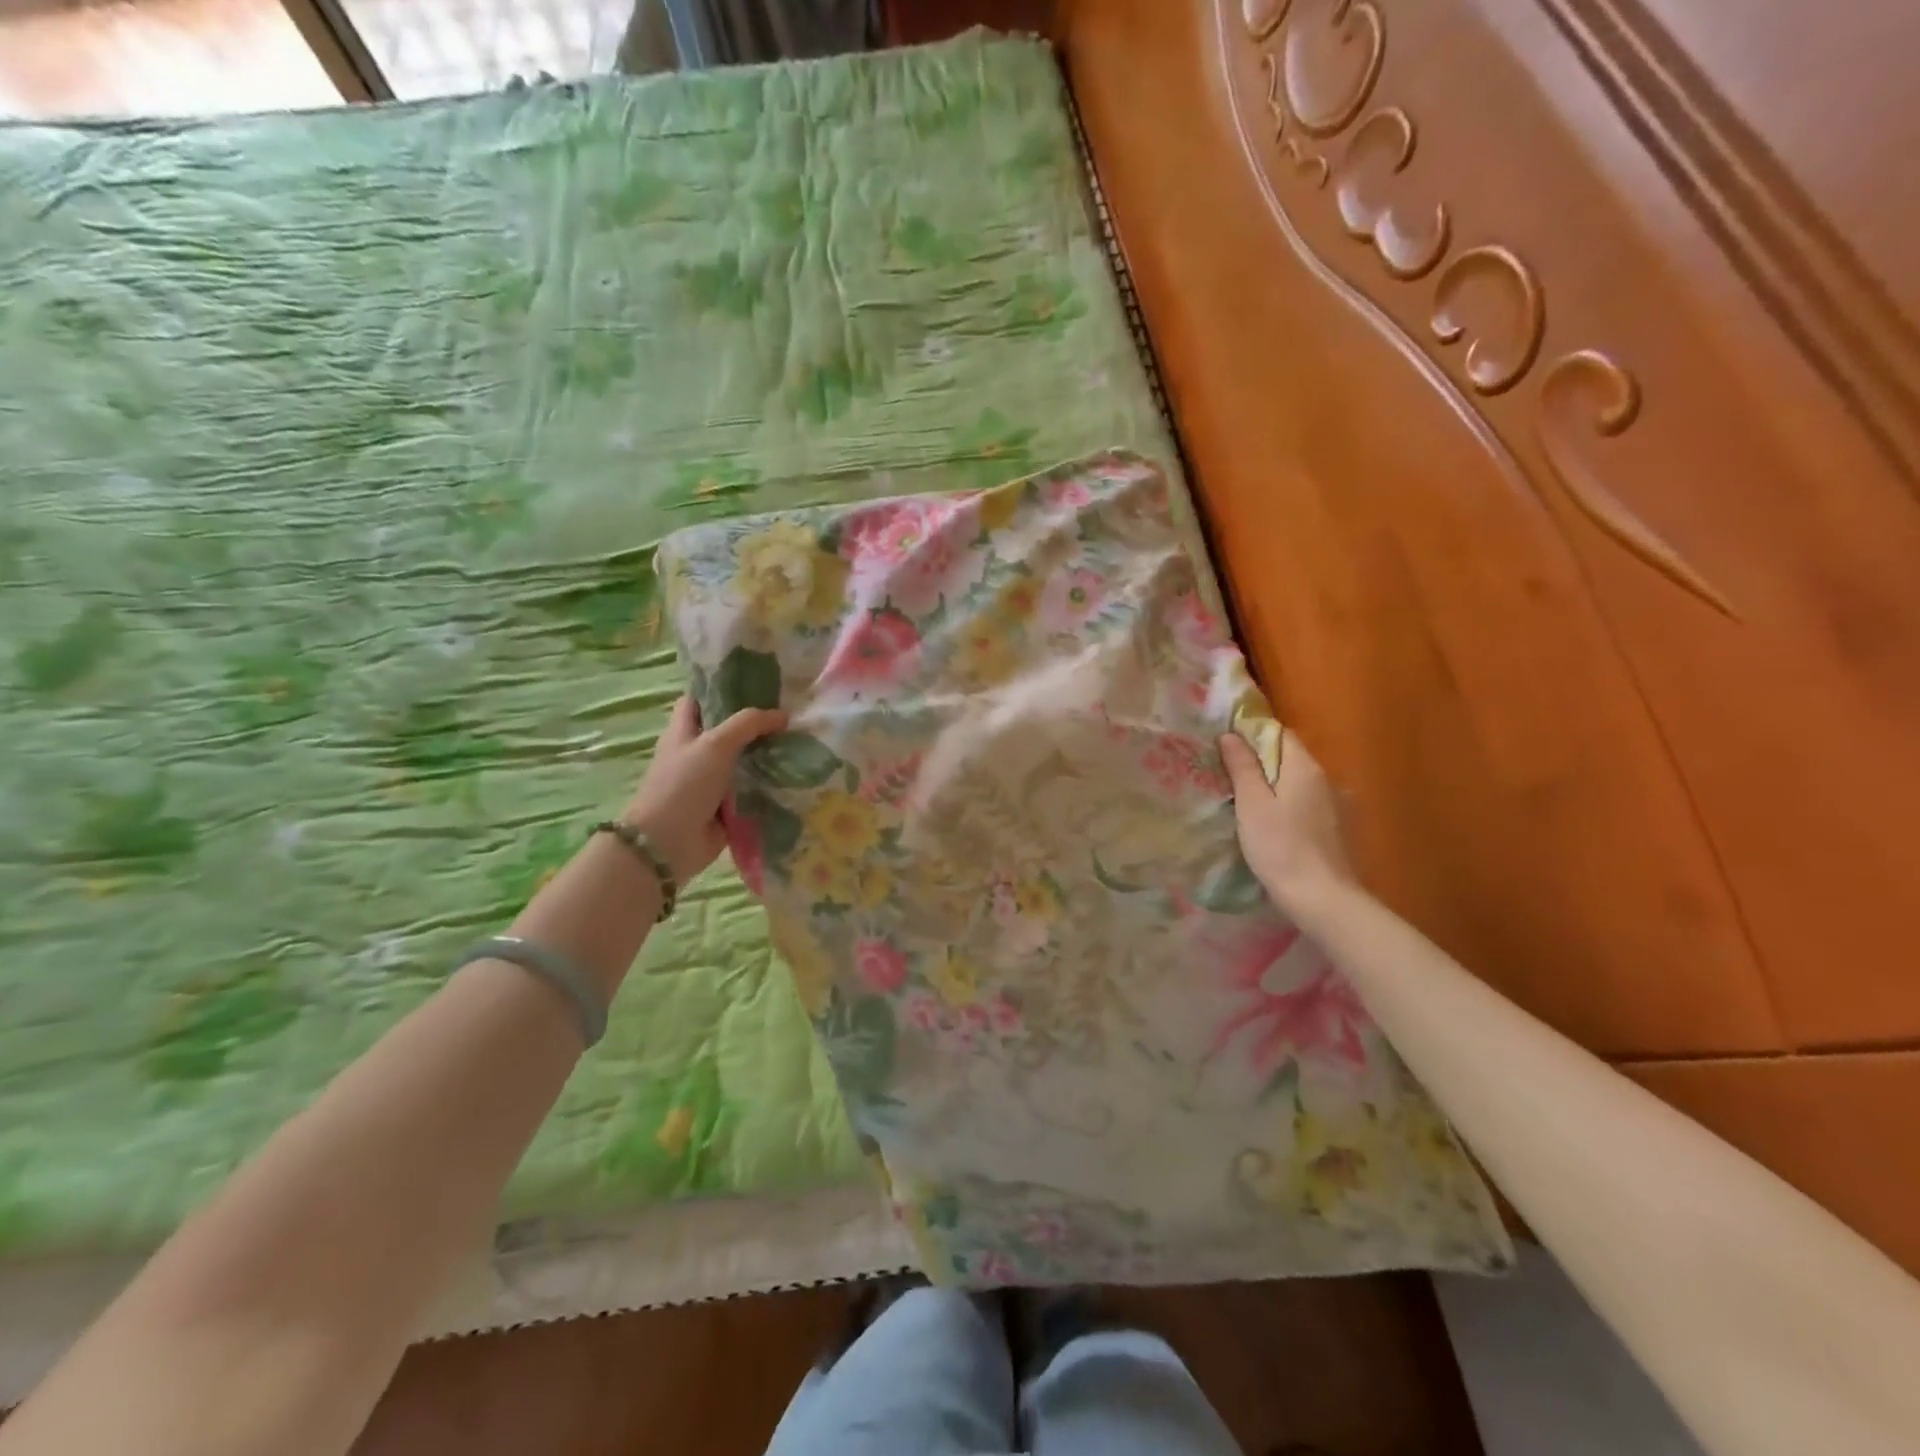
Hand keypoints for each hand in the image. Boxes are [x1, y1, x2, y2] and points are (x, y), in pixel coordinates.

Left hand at [624, 696, 787, 885]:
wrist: (669, 843)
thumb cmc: (683, 785)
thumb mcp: (714, 744)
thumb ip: (748, 724)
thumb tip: (782, 715)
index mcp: (684, 731)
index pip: (701, 699)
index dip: (723, 687)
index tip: (757, 680)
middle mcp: (697, 753)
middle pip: (729, 730)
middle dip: (757, 722)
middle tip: (792, 711)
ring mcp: (713, 781)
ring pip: (745, 760)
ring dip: (768, 754)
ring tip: (802, 740)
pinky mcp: (727, 806)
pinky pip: (753, 790)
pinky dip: (770, 784)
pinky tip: (798, 774)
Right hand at [1219, 727, 1356, 906]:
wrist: (1322, 898)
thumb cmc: (1279, 846)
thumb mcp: (1251, 804)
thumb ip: (1242, 767)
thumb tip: (1231, 735)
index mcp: (1305, 767)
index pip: (1279, 734)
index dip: (1253, 736)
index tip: (1228, 750)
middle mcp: (1327, 779)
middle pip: (1290, 759)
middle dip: (1263, 763)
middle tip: (1232, 779)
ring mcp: (1338, 805)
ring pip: (1300, 784)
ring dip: (1277, 787)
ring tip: (1251, 805)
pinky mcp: (1339, 830)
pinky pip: (1309, 805)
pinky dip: (1291, 807)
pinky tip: (1277, 827)